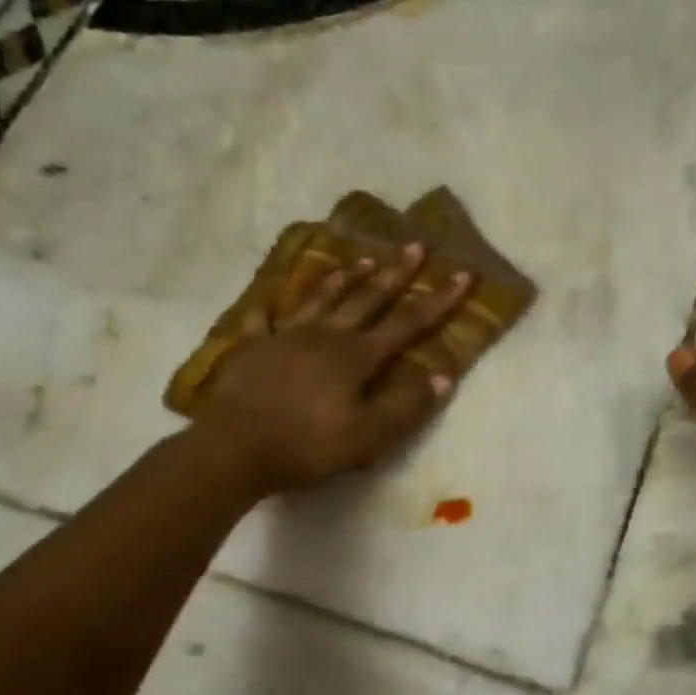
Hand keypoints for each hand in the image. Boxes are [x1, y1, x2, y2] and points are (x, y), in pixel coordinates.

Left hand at [189, 242, 472, 495]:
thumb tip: (443, 377)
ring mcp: (285, 337)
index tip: (462, 275)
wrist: (233, 449)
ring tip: (362, 259)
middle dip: (395, 273)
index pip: (407, 323)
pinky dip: (270, 308)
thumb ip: (406, 405)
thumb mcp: (367, 435)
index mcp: (355, 356)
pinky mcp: (252, 348)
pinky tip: (270, 301)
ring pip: (320, 298)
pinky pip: (263, 320)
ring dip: (345, 278)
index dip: (438, 301)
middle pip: (366, 298)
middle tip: (414, 245)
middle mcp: (324, 336)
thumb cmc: (306, 445)